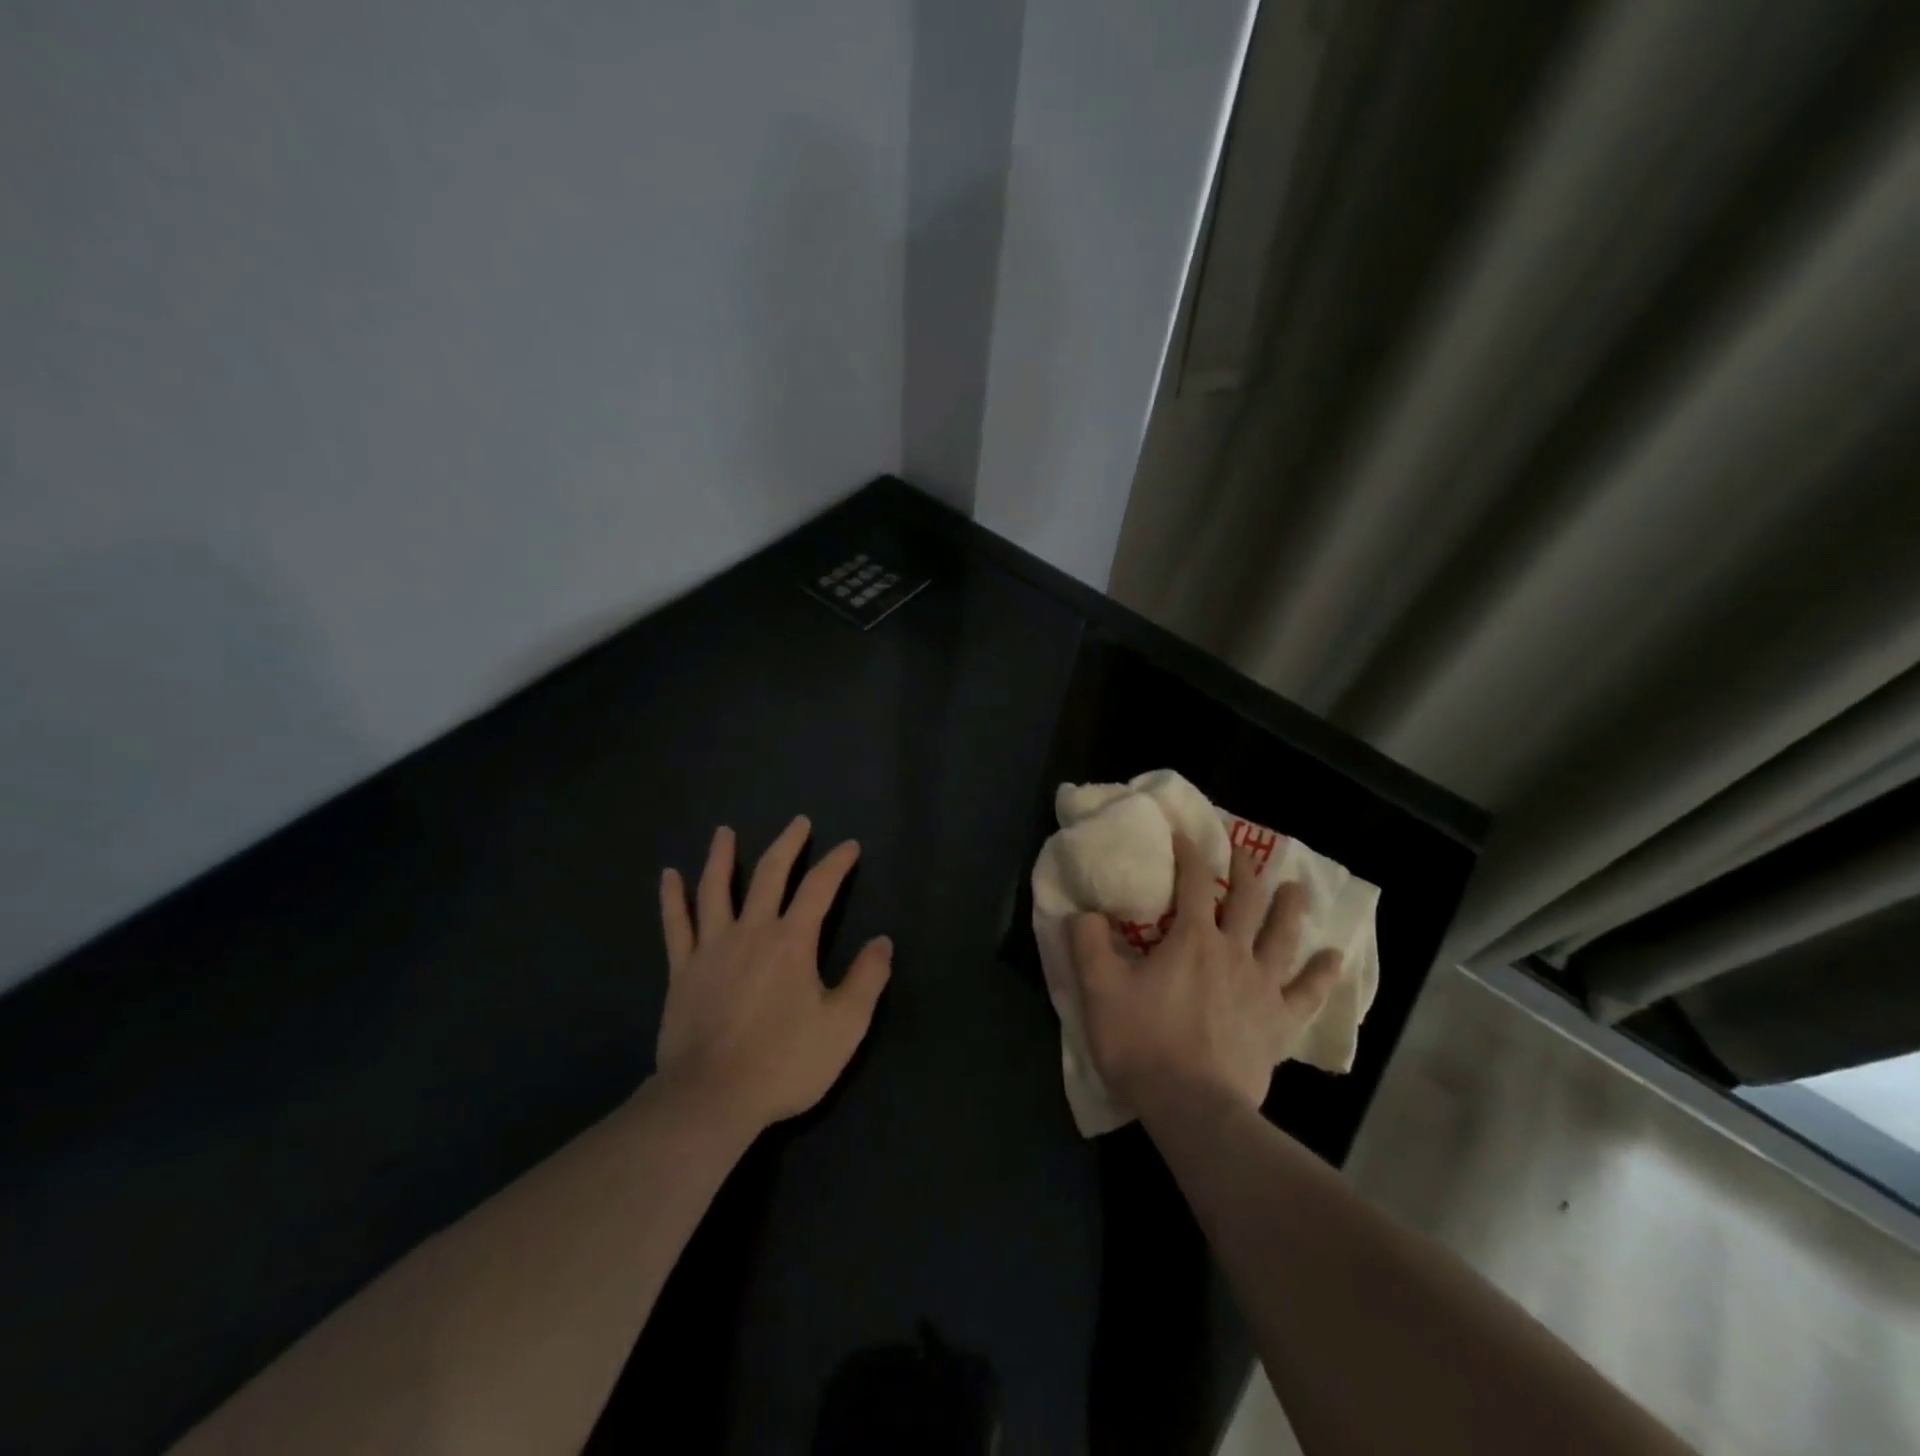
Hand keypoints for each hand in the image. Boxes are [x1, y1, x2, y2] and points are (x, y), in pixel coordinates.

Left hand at [655, 817, 891, 1131]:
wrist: (711, 1099)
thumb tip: (882, 941)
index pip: (819, 887)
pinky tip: (669, 876)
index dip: (837, 863)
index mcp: (792, 941)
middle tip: (799, 822)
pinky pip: (676, 925)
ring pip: (716, 889)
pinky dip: (672, 898)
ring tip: (723, 832)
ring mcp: (711, 948)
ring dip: (721, 857)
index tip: (849, 846)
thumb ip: (867, 979)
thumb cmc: (784, 1063)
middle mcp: (751, 931)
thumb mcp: (844, 1026)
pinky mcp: (682, 971)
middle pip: (770, 874)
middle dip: (788, 845)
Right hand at [1069, 832, 1341, 1114]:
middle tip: (1243, 850)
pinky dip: (1323, 974)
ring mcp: (1262, 987)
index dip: (1190, 853)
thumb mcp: (1099, 989)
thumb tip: (1083, 911)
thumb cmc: (1143, 1042)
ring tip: (1295, 888)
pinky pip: (1308, 993)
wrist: (1192, 1107)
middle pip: (1246, 900)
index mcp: (1191, 939)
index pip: (1193, 882)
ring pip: (1282, 937)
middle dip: (1244, 870)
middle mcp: (1233, 952)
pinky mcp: (1280, 1023)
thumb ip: (1088, 942)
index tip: (1184, 834)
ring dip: (1289, 908)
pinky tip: (1334, 959)